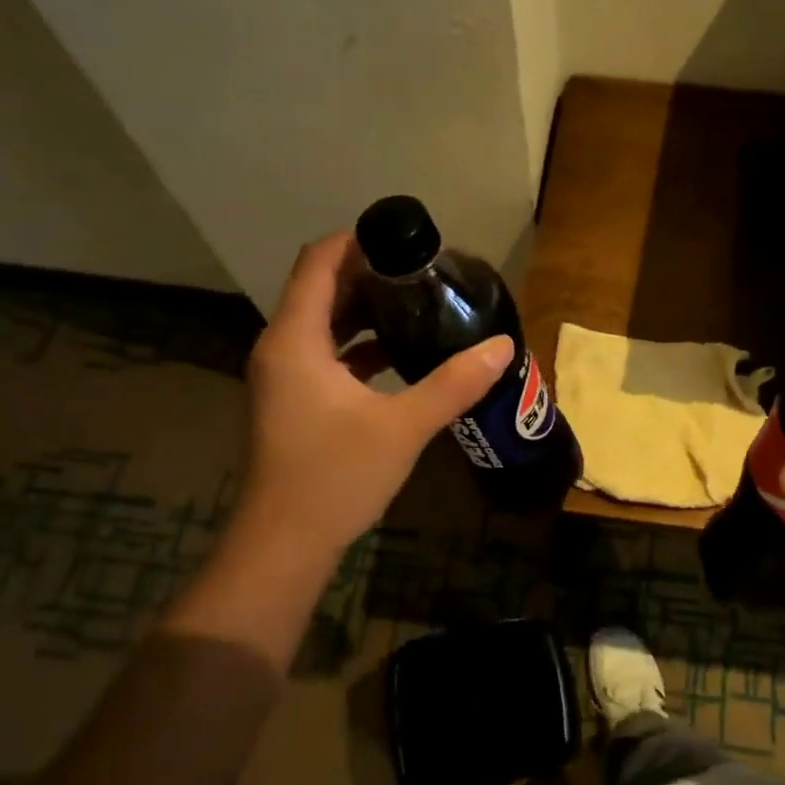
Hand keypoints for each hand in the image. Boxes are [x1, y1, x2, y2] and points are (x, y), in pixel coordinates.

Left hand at [236, 232, 512, 557]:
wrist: (285, 543)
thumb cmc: (335, 477)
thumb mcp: (403, 427)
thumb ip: (454, 383)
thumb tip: (502, 346)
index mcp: (295, 340)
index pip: (318, 262)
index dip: (358, 241)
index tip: (407, 241)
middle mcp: (282, 348)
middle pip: (320, 288)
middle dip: (369, 274)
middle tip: (425, 273)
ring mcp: (285, 376)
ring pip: (324, 322)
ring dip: (365, 309)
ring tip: (419, 304)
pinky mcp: (295, 400)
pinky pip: (327, 353)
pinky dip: (359, 343)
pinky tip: (401, 352)